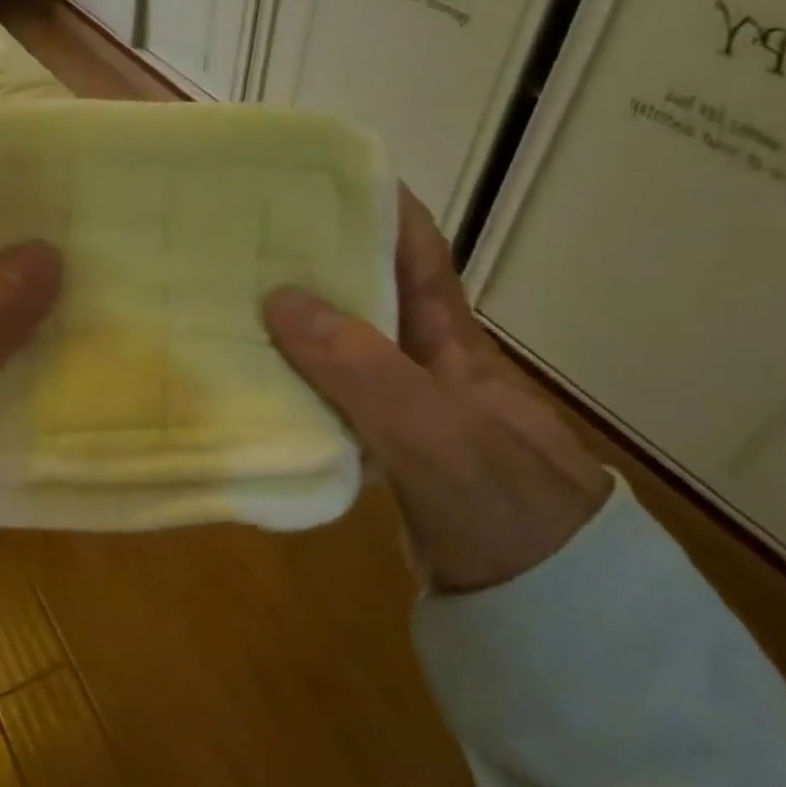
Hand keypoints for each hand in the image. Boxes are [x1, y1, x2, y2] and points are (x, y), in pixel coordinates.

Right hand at [264, 187, 610, 592]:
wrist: (545, 609)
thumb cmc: (499, 504)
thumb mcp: (432, 428)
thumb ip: (360, 367)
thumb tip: (280, 299)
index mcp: (452, 343)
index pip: (419, 255)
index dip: (384, 209)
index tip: (328, 177)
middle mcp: (429, 365)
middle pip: (372, 298)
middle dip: (323, 264)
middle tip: (253, 242)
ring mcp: (409, 411)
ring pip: (348, 351)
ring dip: (303, 325)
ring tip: (240, 301)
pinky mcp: (390, 453)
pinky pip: (336, 401)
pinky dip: (302, 385)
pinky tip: (262, 382)